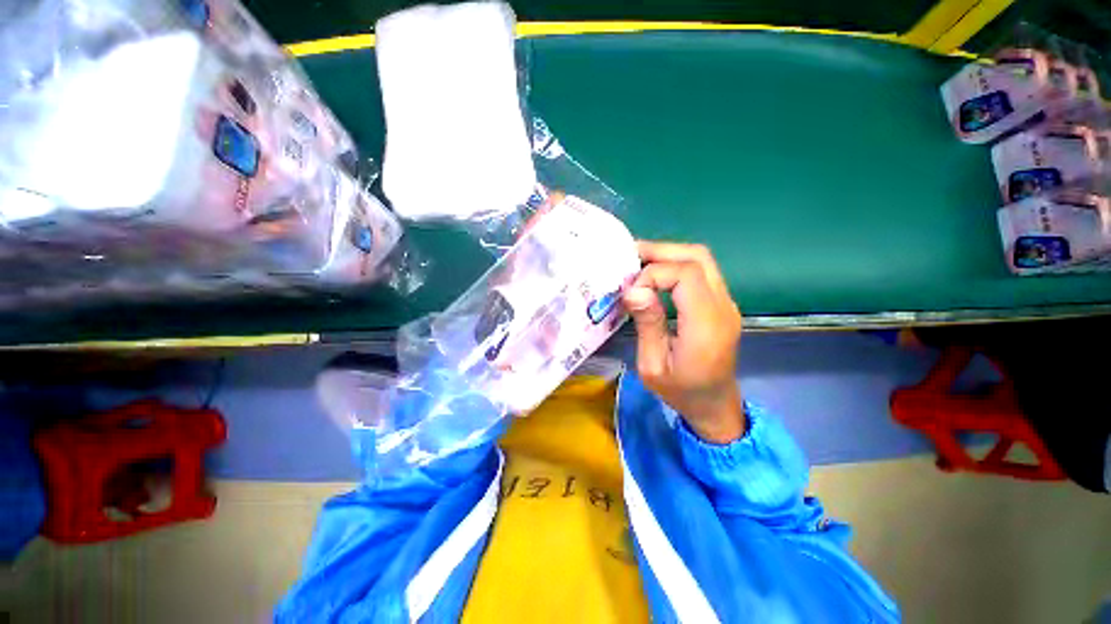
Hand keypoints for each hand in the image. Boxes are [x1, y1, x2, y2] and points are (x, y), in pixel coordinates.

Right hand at [622, 242, 744, 442]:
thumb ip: (647, 324)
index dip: (654, 273)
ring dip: (668, 254)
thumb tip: (634, 289)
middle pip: (697, 257)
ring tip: (639, 263)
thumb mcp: (652, 366)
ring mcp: (726, 302)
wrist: (715, 404)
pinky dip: (676, 264)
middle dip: (660, 251)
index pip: (686, 275)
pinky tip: (655, 274)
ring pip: (701, 259)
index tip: (631, 291)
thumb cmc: (681, 391)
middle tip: (629, 257)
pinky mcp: (722, 302)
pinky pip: (701, 270)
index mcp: (706, 325)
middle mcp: (723, 306)